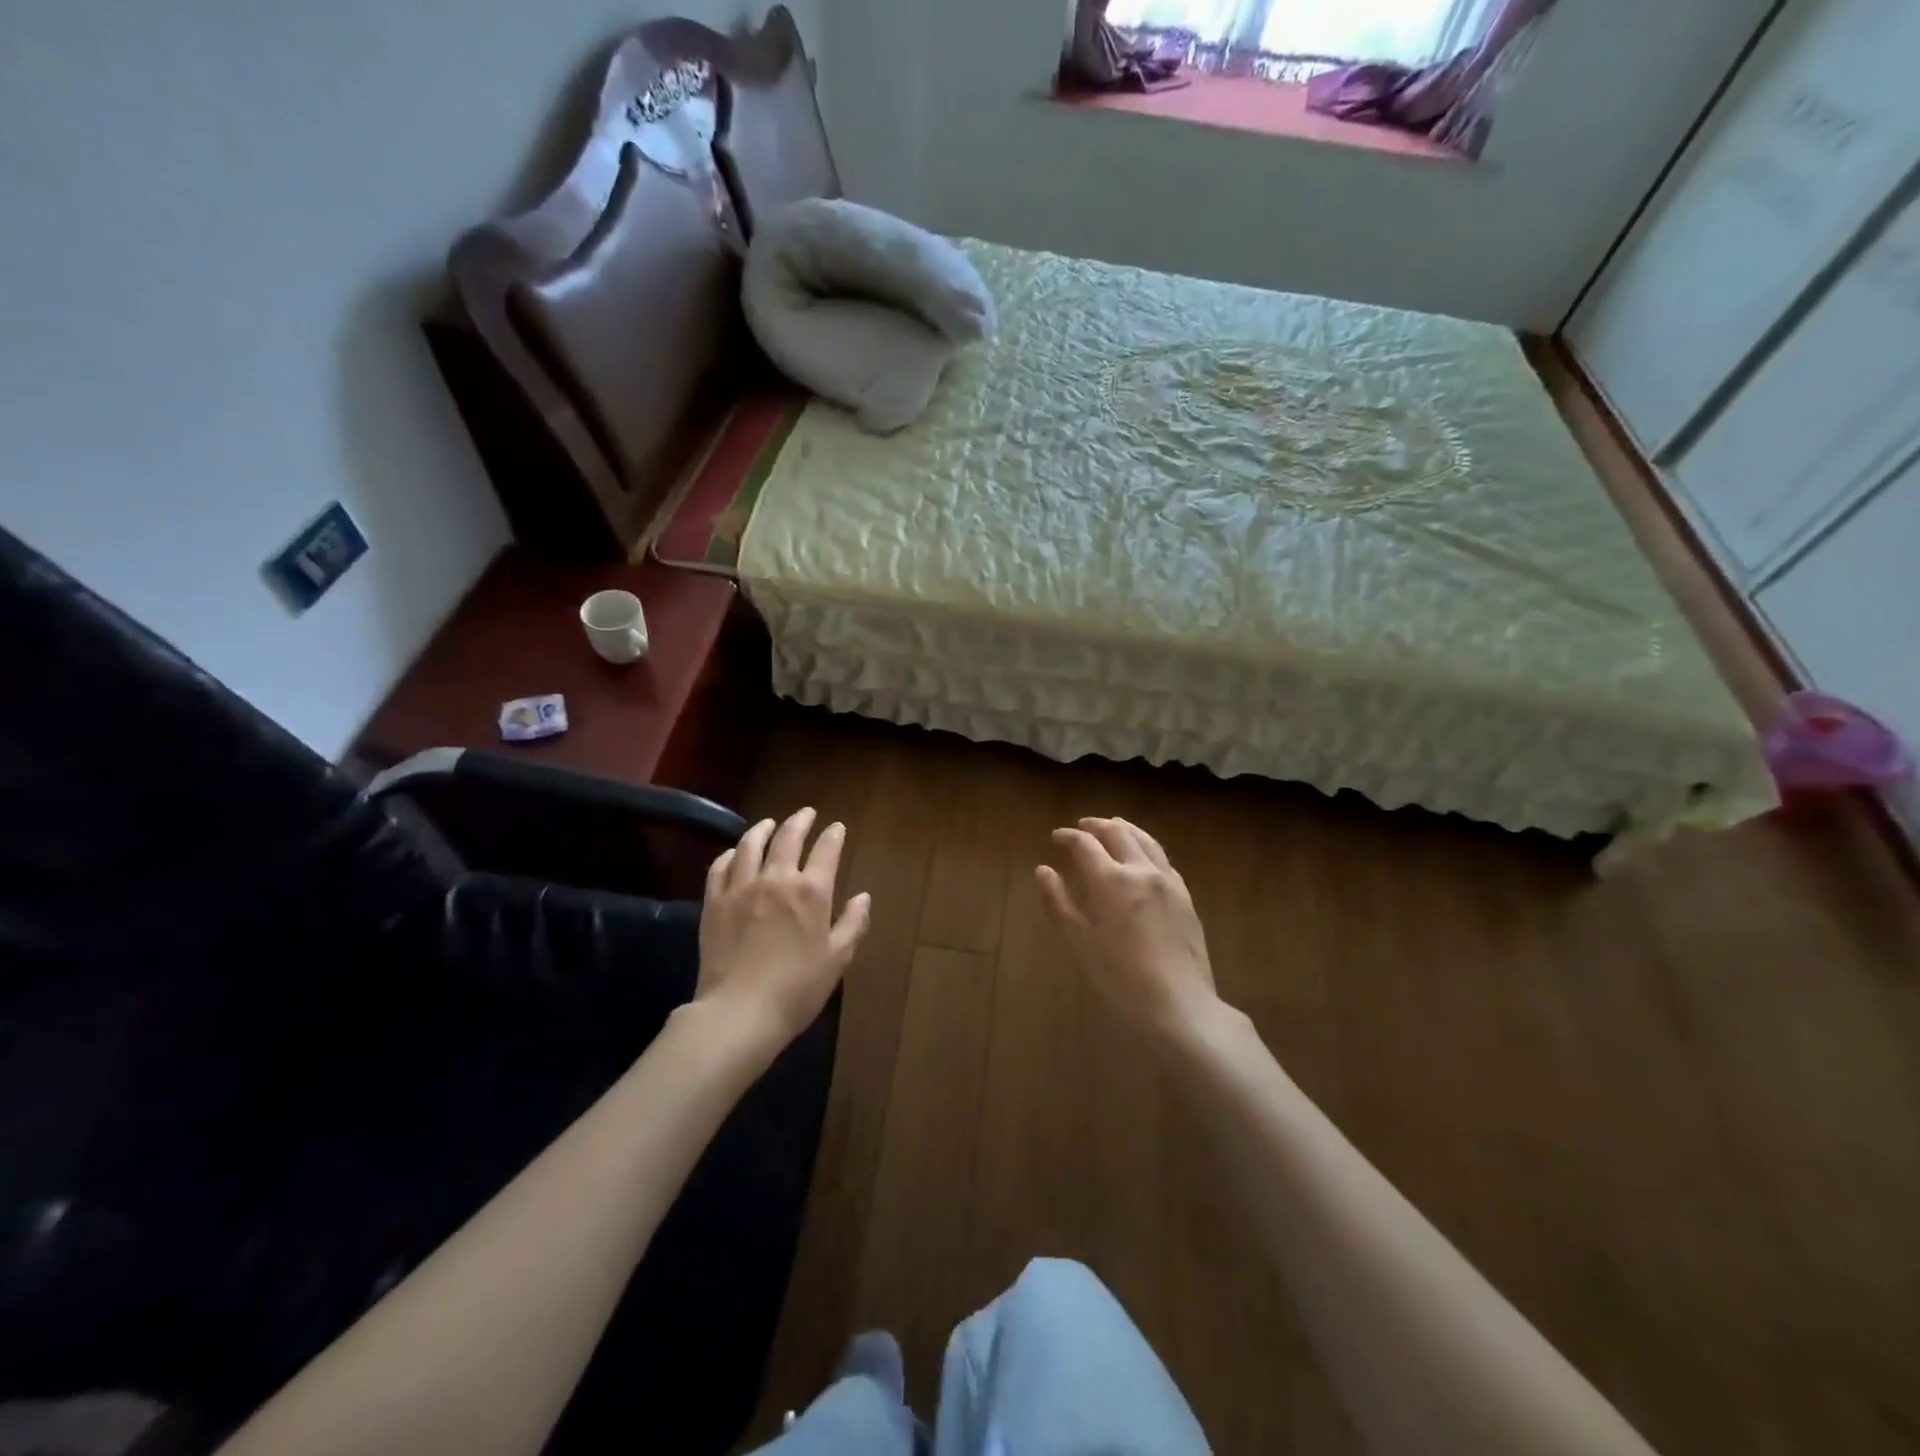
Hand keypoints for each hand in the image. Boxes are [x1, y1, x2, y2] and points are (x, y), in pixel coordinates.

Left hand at [698, 808, 870, 1050]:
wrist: (739, 1011)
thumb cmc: (797, 988)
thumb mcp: (837, 959)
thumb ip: (853, 923)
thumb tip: (863, 897)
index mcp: (811, 891)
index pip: (826, 850)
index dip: (833, 835)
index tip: (837, 827)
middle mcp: (776, 879)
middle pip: (788, 837)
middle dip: (800, 821)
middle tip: (806, 813)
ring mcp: (741, 887)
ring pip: (750, 845)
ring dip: (763, 829)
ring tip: (769, 824)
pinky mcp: (714, 902)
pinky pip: (720, 867)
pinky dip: (730, 854)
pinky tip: (734, 853)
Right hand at [1036, 817, 1218, 1041]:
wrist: (1178, 1003)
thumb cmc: (1120, 977)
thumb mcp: (1081, 941)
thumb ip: (1059, 902)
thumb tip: (1043, 870)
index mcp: (1110, 880)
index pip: (1085, 844)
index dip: (1068, 837)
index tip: (1056, 836)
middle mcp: (1140, 870)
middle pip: (1118, 833)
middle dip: (1097, 825)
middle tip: (1083, 826)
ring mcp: (1167, 881)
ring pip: (1145, 840)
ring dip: (1125, 829)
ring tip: (1113, 827)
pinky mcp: (1185, 895)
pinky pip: (1162, 859)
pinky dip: (1146, 847)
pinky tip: (1143, 856)